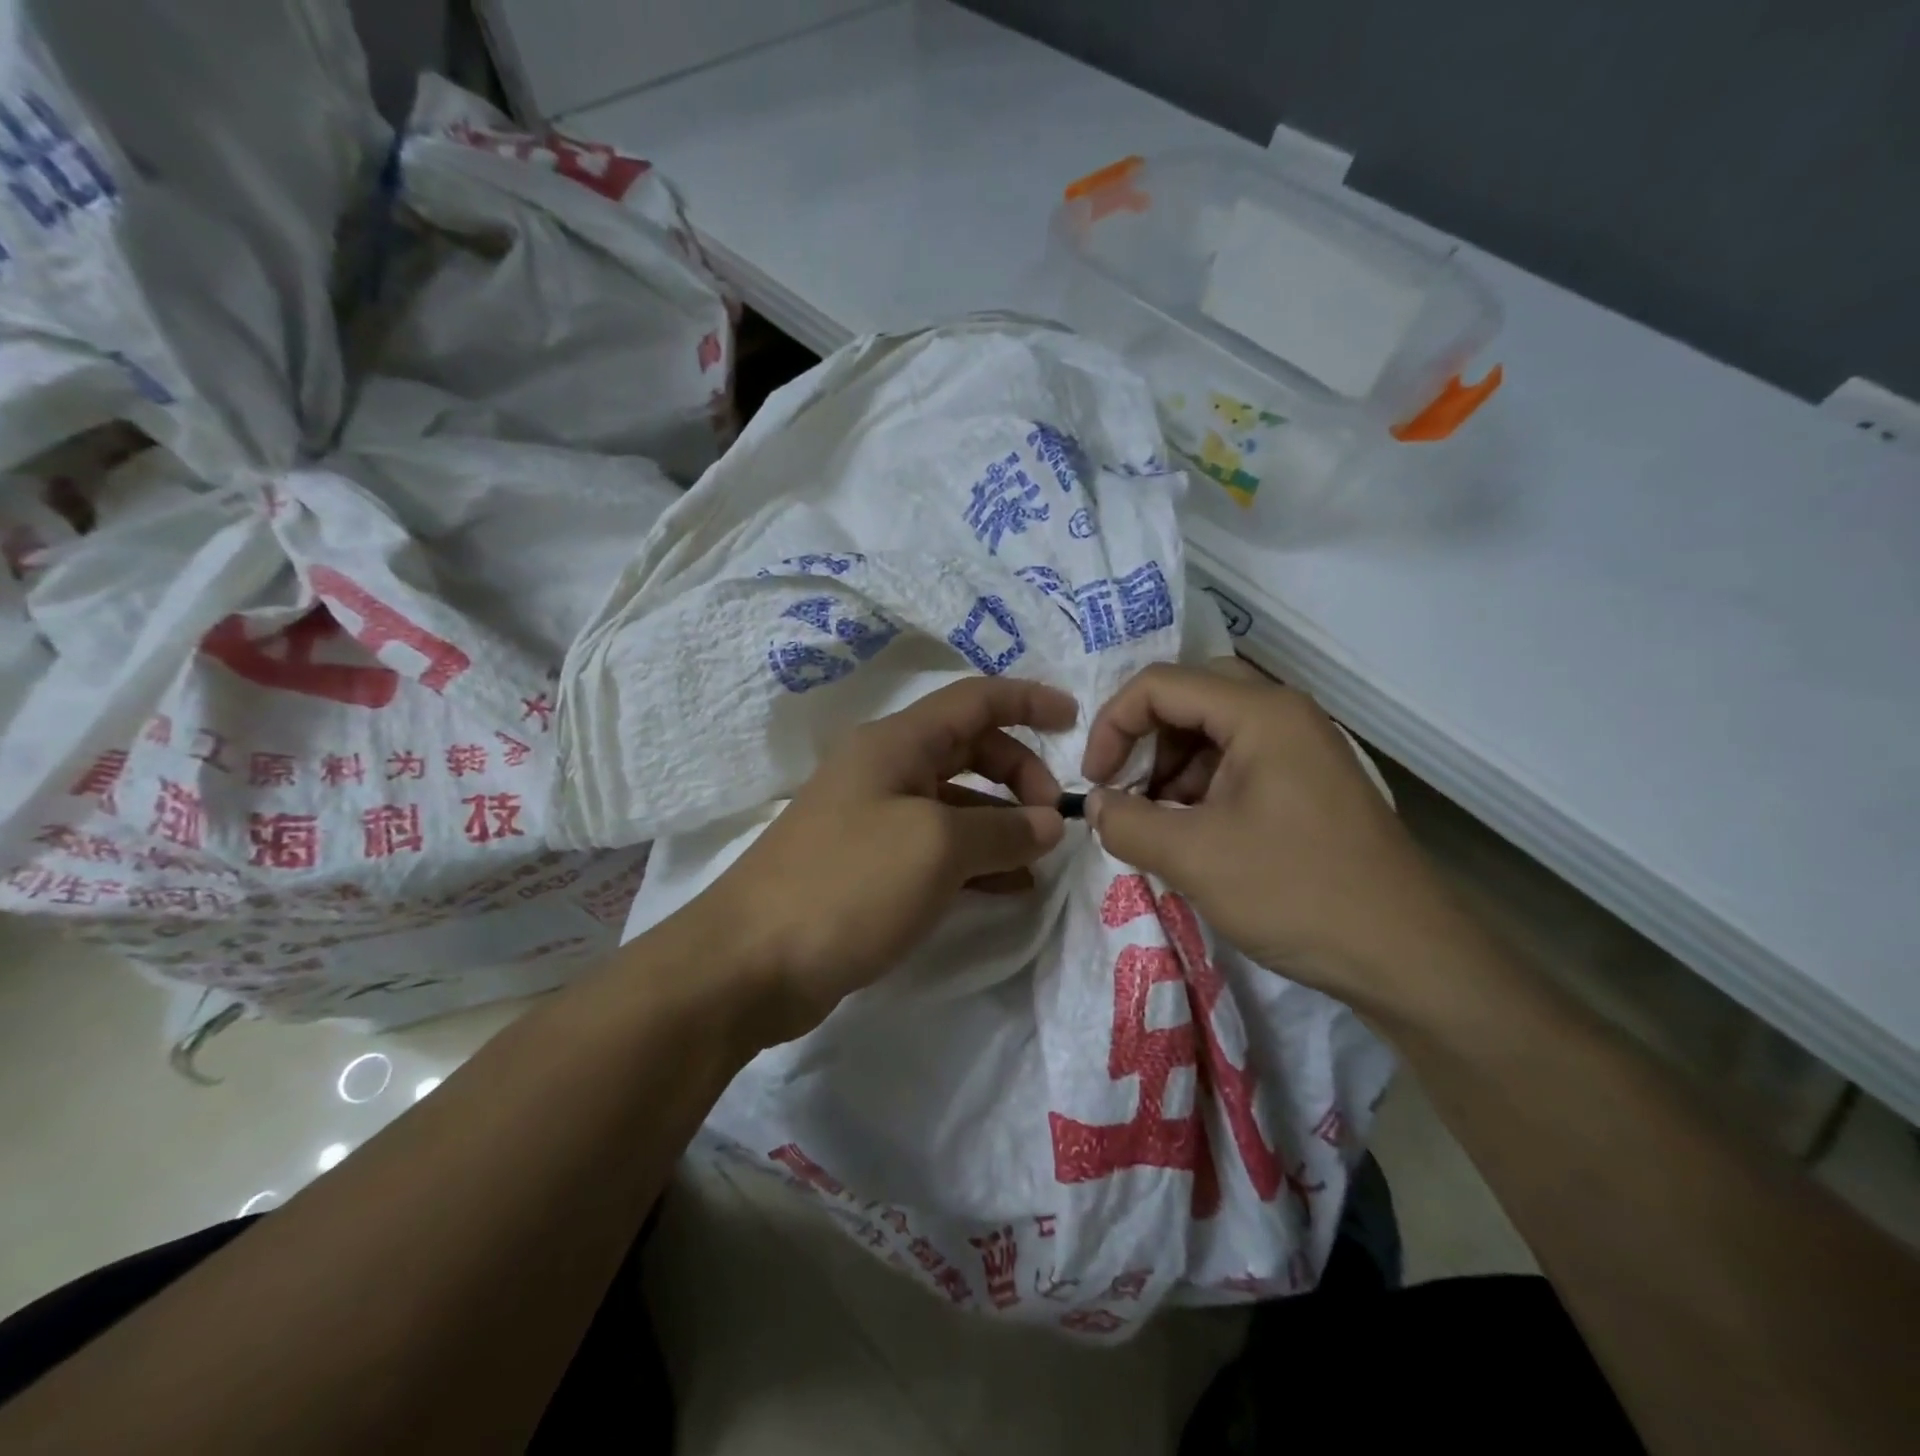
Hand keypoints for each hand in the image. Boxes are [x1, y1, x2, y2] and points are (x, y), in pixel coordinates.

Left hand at [688, 676, 1075, 1043]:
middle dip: (1019, 773)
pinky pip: (938, 847)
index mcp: (896, 744)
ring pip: (956, 803)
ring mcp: (874, 820)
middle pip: (968, 749)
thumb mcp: (937, 847)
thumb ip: (1004, 830)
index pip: (975, 700)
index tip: (1076, 721)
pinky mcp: (869, 867)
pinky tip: (1007, 888)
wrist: (749, 962)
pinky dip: (976, 859)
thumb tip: (1049, 824)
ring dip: (1002, 822)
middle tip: (1053, 818)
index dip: (1028, 701)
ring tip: (1040, 859)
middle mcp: (884, 770)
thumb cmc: (847, 884)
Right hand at [1081, 664, 1467, 1015]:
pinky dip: (1200, 789)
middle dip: (1143, 742)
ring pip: (1211, 732)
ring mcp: (1301, 750)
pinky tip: (1193, 836)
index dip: (1112, 725)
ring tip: (1157, 824)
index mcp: (1261, 713)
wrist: (1407, 957)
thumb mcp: (1193, 857)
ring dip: (1170, 768)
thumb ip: (1126, 822)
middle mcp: (1284, 715)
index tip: (1094, 782)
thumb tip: (1094, 805)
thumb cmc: (1296, 892)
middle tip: (1126, 792)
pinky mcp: (1308, 785)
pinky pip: (1237, 764)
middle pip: (1188, 699)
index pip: (1159, 685)